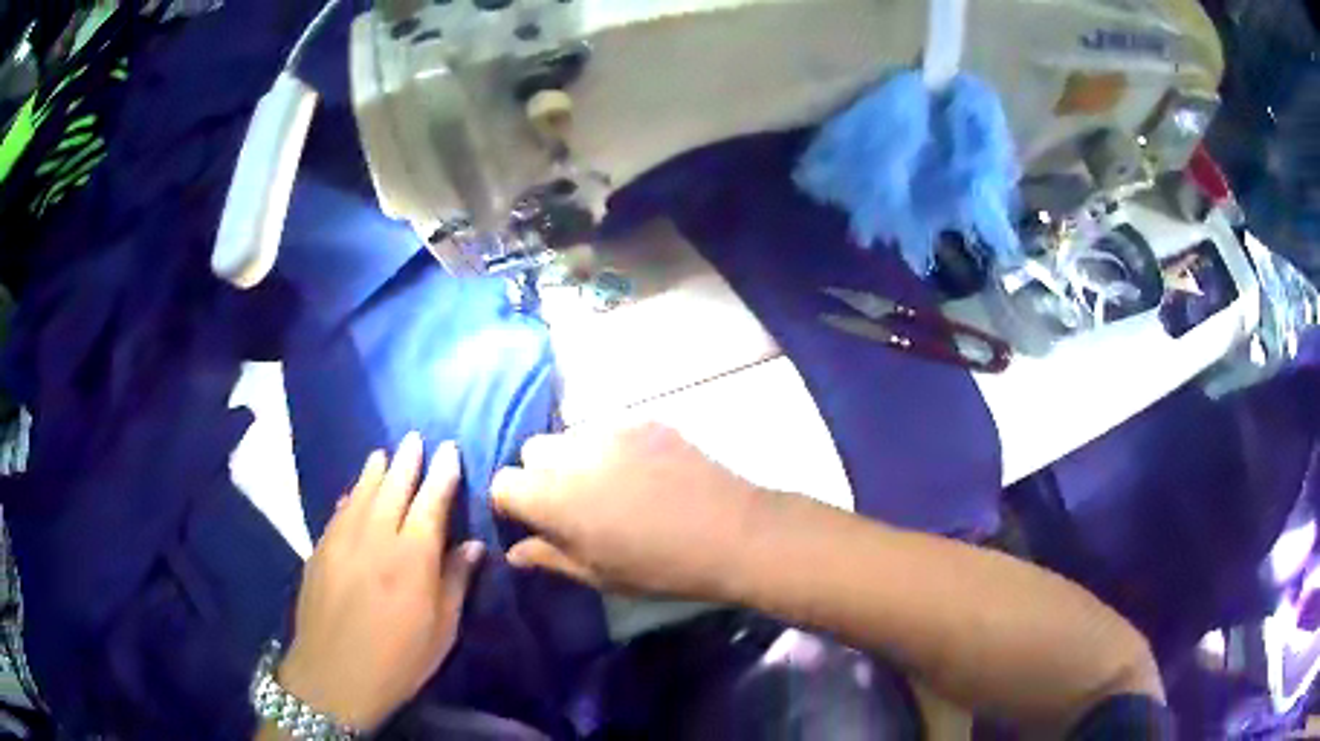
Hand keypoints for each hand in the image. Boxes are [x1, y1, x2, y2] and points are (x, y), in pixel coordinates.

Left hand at [278, 434, 483, 730]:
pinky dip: (349, 497)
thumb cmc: (398, 661)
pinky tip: (352, 492)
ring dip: (374, 471)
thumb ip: (455, 582)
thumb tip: (472, 546)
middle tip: (415, 438)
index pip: (430, 503)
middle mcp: (375, 539)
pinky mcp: (319, 551)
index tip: (449, 450)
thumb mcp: (441, 631)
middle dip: (407, 461)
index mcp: (411, 559)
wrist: (334, 676)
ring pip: (361, 494)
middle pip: (393, 488)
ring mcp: (342, 541)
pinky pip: (337, 513)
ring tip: (383, 452)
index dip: (441, 475)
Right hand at [491, 422, 765, 600]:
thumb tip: (515, 551)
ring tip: (609, 485)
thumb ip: (548, 557)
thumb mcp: (597, 574)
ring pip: (569, 436)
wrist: (729, 532)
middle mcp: (570, 452)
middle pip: (532, 451)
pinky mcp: (642, 419)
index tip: (533, 521)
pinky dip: (610, 447)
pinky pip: (608, 428)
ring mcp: (608, 429)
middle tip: (572, 504)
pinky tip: (642, 472)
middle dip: (540, 475)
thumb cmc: (657, 566)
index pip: (502, 482)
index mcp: (550, 495)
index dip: (511, 503)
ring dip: (574, 458)